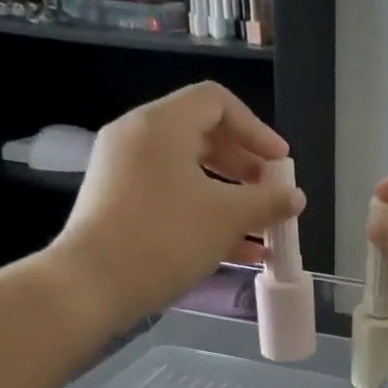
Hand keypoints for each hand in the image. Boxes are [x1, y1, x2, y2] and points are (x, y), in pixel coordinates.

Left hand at [42, 81, 301, 329]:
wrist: (92, 284)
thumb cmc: (165, 238)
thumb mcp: (226, 218)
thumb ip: (267, 202)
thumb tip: (295, 196)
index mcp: (162, 125)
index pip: (217, 102)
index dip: (256, 129)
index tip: (280, 164)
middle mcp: (138, 138)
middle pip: (204, 136)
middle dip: (246, 167)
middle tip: (272, 195)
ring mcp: (125, 172)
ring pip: (190, 172)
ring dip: (231, 197)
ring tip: (261, 230)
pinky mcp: (119, 204)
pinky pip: (172, 196)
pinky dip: (205, 213)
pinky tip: (237, 250)